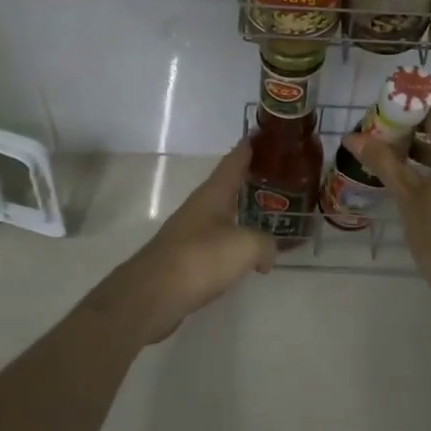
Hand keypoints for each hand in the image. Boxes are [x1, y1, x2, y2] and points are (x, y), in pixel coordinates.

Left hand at [102, 141, 274, 342]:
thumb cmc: (200, 259)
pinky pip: (216, 242)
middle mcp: (199, 207)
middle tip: (277, 178)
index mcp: (212, 194)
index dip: (248, 148)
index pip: (233, 161)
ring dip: (241, 213)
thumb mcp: (245, 246)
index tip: (263, 134)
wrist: (153, 295)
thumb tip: (268, 255)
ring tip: (267, 216)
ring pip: (221, 215)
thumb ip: (265, 244)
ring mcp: (189, 232)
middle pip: (226, 186)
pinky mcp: (185, 258)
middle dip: (249, 181)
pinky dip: (233, 242)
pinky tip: (245, 255)